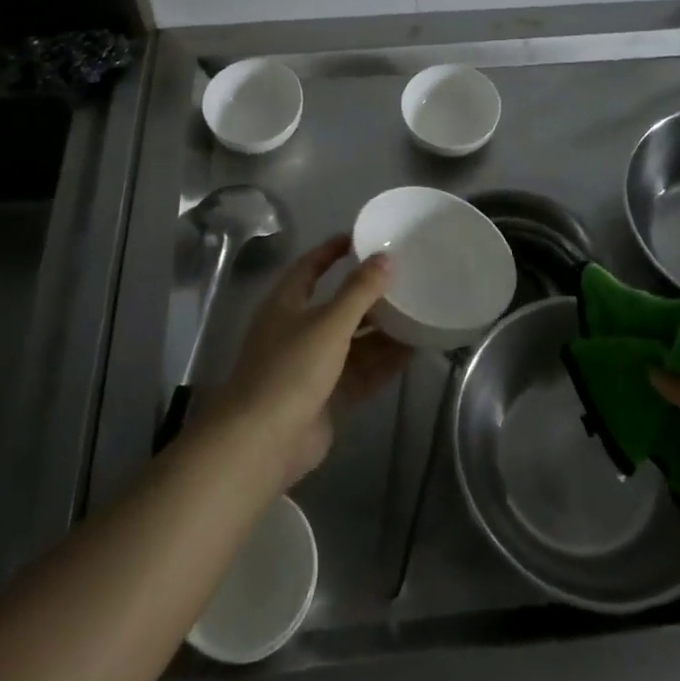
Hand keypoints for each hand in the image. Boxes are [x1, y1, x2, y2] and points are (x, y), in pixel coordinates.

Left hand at [224, 233, 411, 486]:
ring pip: (352, 340)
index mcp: (287, 303)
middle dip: (368, 294)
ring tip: (416, 312)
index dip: (334, 250)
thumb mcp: (329, 323)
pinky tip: (411, 352)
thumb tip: (385, 258)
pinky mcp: (325, 396)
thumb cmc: (291, 369)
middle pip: (336, 304)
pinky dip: (382, 361)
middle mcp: (297, 329)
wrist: (263, 442)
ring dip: (381, 330)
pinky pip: (359, 370)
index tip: (364, 238)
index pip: (311, 266)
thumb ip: (360, 291)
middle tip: (403, 278)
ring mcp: (310, 365)